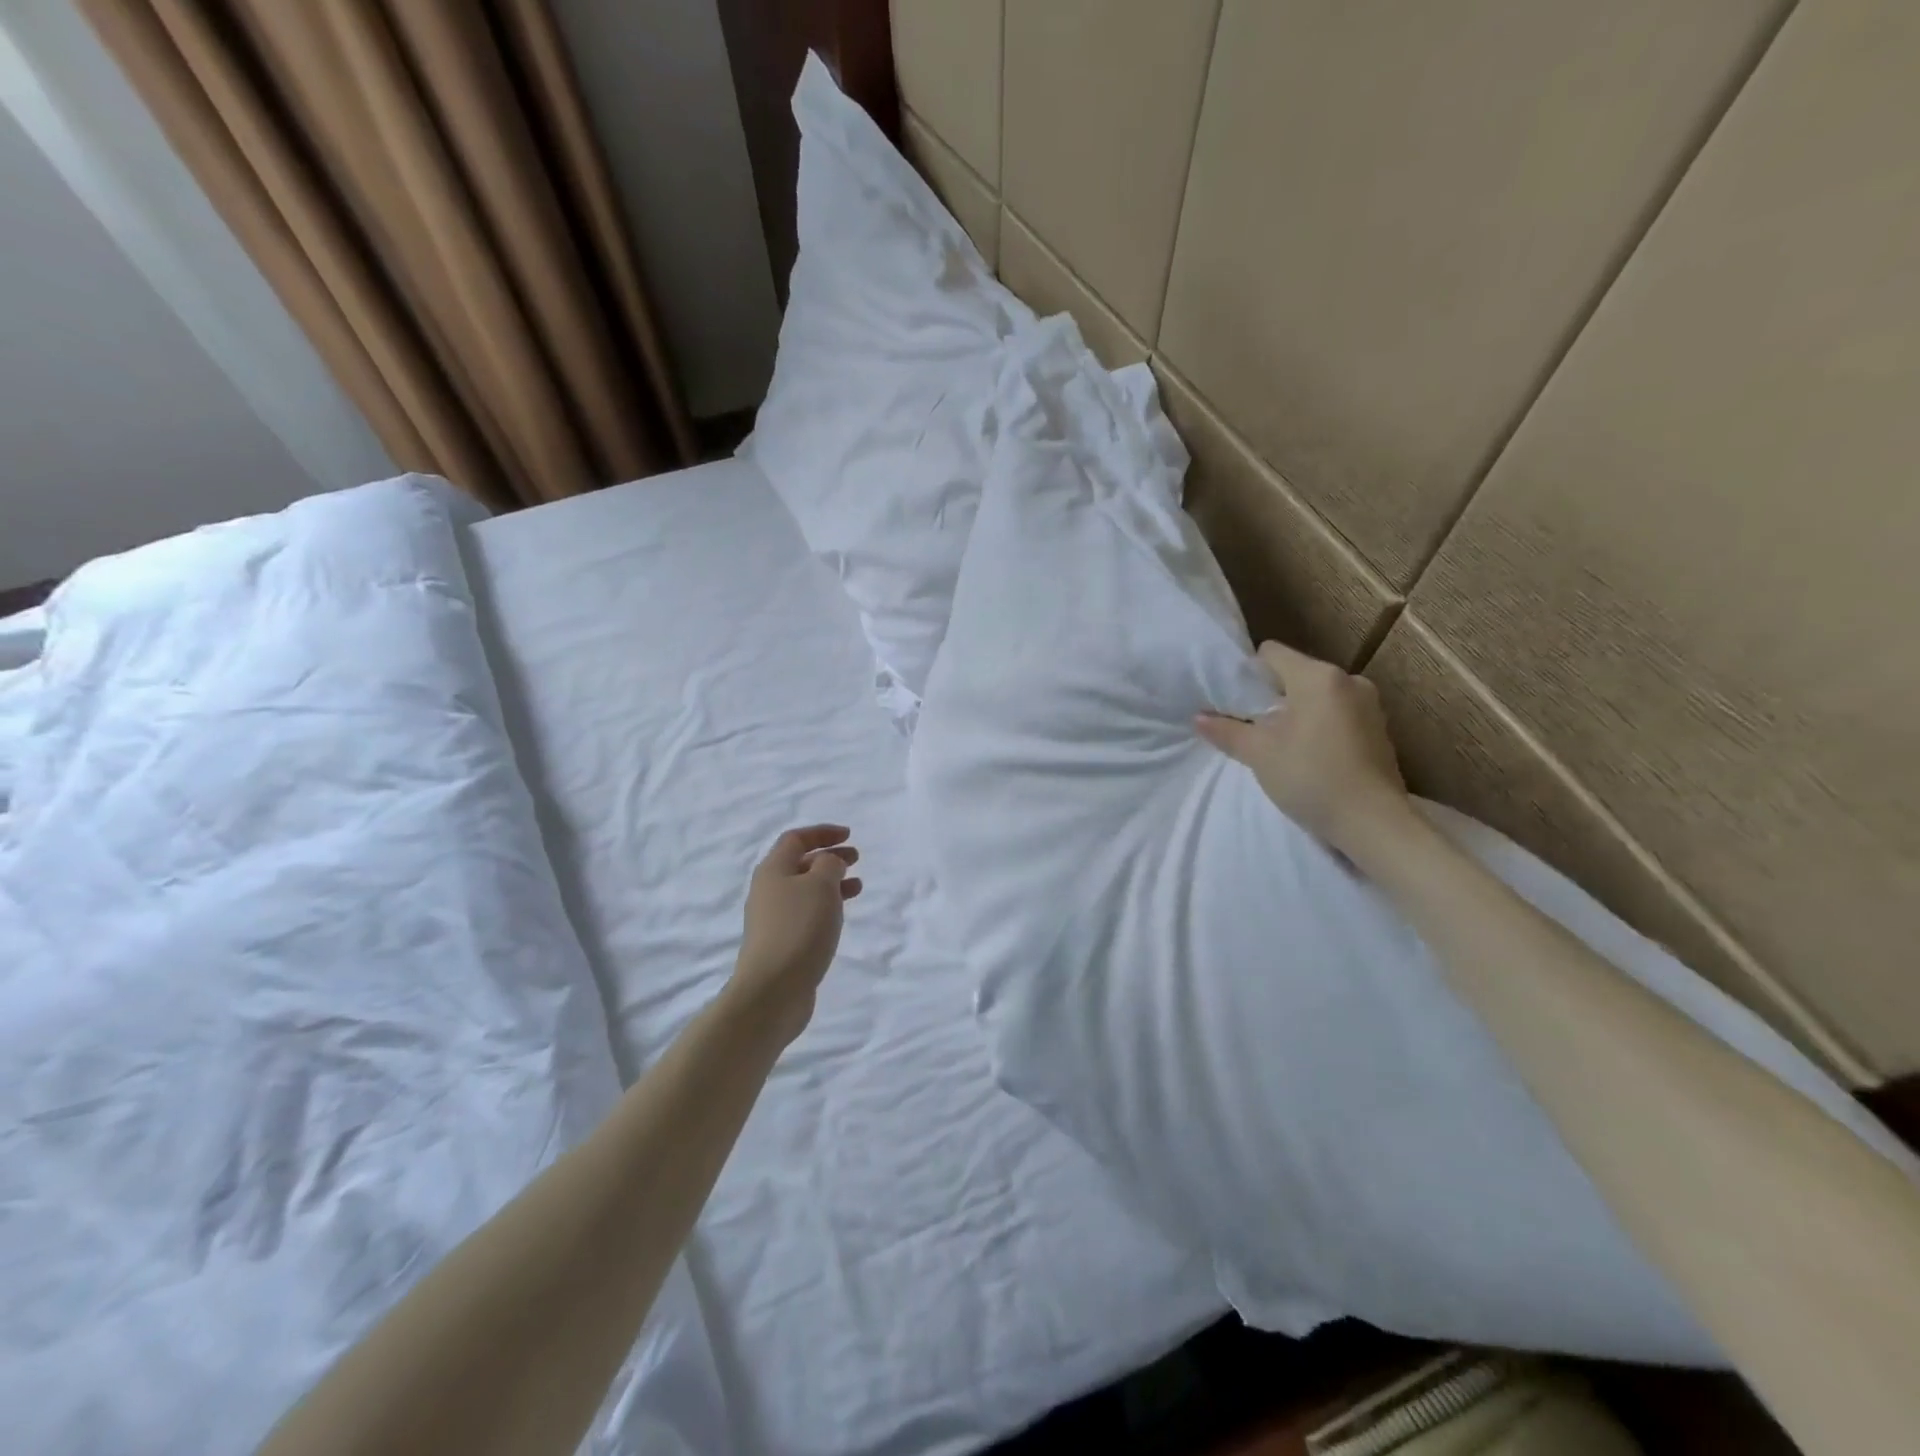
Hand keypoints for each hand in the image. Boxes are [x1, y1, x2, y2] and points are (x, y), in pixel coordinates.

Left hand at [728, 825, 861, 1045]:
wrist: (772, 992)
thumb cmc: (798, 929)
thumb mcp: (821, 886)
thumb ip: (829, 865)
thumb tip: (829, 863)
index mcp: (773, 870)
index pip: (795, 839)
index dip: (822, 832)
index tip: (848, 835)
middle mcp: (768, 891)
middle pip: (799, 864)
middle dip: (828, 857)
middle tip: (856, 858)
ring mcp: (773, 919)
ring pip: (805, 890)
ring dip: (830, 883)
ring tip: (857, 887)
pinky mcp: (781, 943)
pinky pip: (806, 914)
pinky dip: (826, 907)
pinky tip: (840, 917)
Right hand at [1196, 640, 1411, 853]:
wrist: (1373, 823)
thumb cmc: (1311, 777)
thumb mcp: (1259, 754)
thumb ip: (1227, 731)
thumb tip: (1198, 717)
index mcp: (1319, 676)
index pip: (1271, 653)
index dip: (1248, 674)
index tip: (1235, 702)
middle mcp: (1349, 680)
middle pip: (1295, 674)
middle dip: (1271, 696)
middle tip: (1251, 726)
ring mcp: (1369, 705)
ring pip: (1317, 696)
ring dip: (1296, 712)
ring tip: (1279, 744)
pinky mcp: (1379, 729)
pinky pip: (1337, 714)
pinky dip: (1318, 726)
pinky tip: (1309, 755)